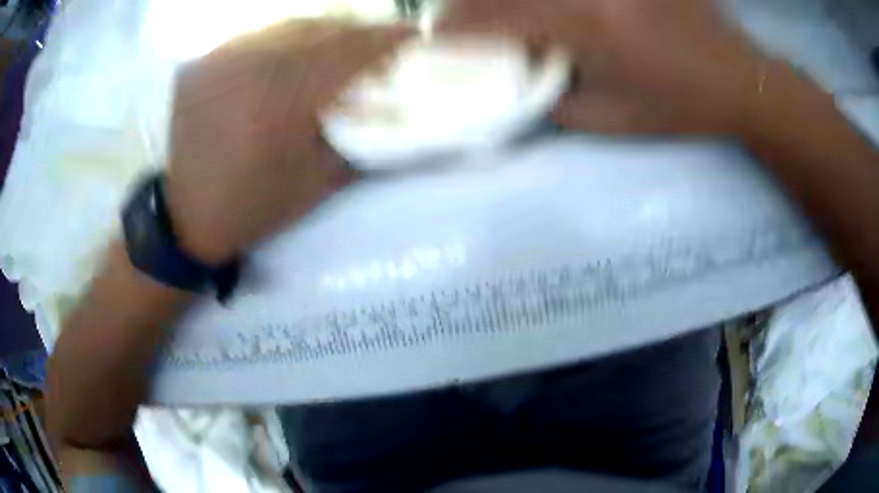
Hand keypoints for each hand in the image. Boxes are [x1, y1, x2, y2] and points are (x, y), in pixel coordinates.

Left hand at [165, 20, 410, 264]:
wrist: (184, 216)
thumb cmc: (253, 206)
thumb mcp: (316, 184)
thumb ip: (358, 142)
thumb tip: (392, 112)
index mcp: (283, 102)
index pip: (349, 50)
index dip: (387, 38)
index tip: (412, 37)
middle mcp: (251, 67)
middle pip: (321, 29)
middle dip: (357, 33)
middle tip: (377, 46)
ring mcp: (222, 59)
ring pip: (288, 26)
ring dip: (322, 33)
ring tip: (338, 48)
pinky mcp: (203, 62)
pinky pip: (257, 36)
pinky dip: (284, 40)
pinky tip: (292, 56)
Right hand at [439, 0, 768, 134]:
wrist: (737, 80)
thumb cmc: (679, 107)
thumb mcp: (612, 119)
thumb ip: (555, 98)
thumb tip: (518, 75)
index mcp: (588, 26)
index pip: (501, 17)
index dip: (460, 25)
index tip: (435, 34)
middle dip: (472, 1)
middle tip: (454, 14)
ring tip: (493, 10)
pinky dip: (547, 0)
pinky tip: (547, 10)